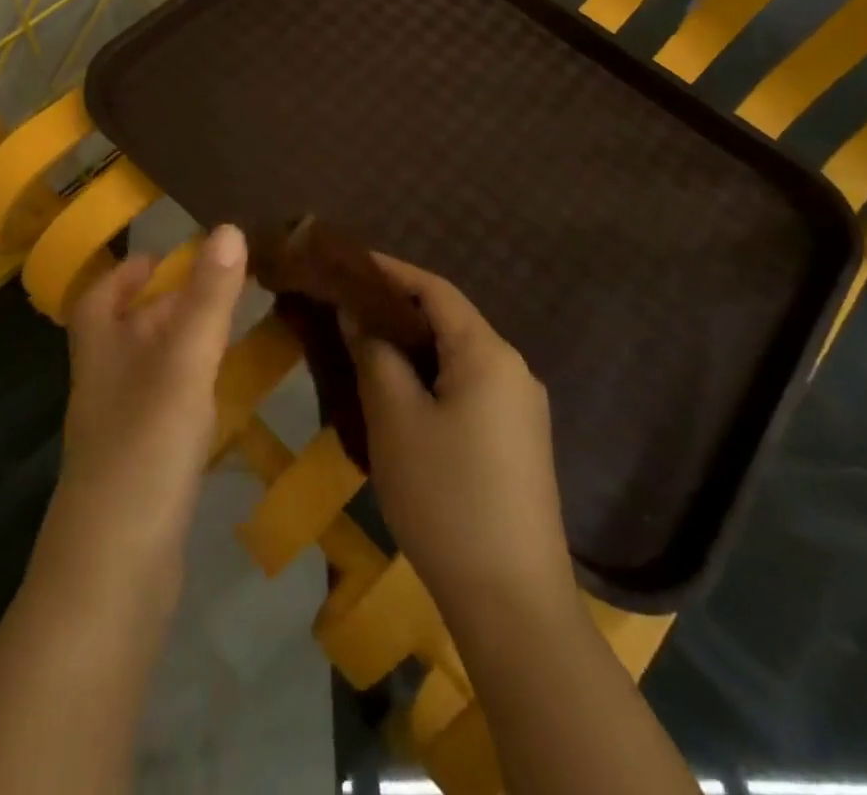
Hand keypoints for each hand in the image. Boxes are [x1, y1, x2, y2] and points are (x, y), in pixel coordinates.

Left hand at [43, 226, 247, 577]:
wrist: (113, 575)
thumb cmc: (142, 450)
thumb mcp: (181, 363)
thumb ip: (207, 299)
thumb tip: (229, 229)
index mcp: (101, 351)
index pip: (99, 297)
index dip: (126, 273)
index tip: (163, 256)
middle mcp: (105, 385)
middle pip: (126, 332)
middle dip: (164, 305)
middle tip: (217, 287)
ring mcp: (121, 432)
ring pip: (149, 372)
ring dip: (181, 347)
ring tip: (228, 332)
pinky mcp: (142, 471)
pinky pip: (165, 412)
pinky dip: (190, 393)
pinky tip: (220, 398)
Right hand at [348, 255, 575, 634]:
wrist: (514, 602)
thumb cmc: (447, 497)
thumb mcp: (395, 418)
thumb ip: (375, 354)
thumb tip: (356, 314)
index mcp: (488, 353)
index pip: (435, 289)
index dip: (390, 271)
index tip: (346, 263)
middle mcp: (513, 369)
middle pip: (449, 320)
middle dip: (396, 309)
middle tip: (345, 307)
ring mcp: (521, 408)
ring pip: (456, 356)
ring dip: (412, 346)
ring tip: (362, 347)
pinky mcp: (518, 442)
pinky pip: (467, 387)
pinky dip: (430, 377)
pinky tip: (398, 396)